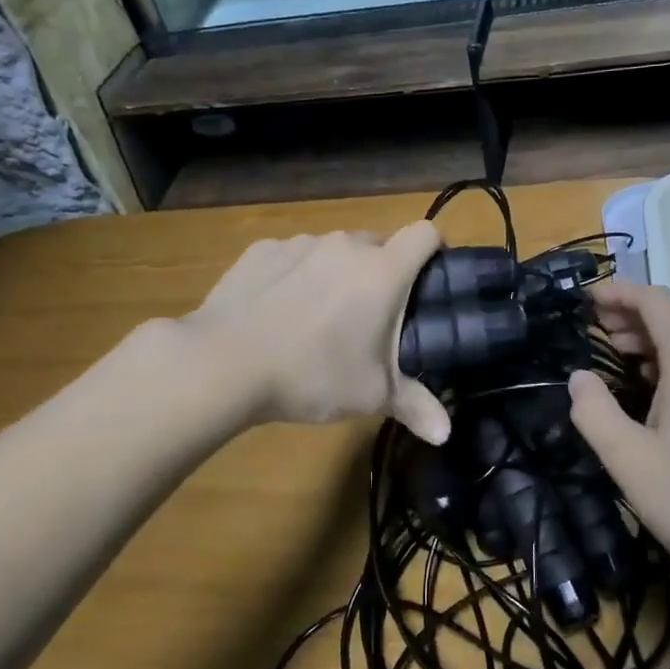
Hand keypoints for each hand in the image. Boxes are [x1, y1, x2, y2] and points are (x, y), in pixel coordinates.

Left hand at [185, 222, 450, 443]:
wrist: (223, 363)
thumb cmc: (312, 375)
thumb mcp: (371, 396)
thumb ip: (415, 407)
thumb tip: (445, 435)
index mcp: (382, 270)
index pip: (426, 233)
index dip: (434, 251)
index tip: (429, 279)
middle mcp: (345, 245)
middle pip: (379, 244)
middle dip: (382, 272)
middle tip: (371, 316)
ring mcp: (300, 243)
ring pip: (334, 250)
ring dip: (338, 273)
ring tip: (319, 317)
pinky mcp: (262, 250)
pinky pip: (293, 257)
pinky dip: (296, 276)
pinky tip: (277, 312)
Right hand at [566, 281, 669, 602]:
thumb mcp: (631, 463)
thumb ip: (595, 413)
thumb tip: (578, 377)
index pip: (656, 300)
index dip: (618, 293)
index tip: (583, 302)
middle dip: (633, 313)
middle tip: (594, 330)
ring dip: (655, 337)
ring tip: (617, 355)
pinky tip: (656, 390)